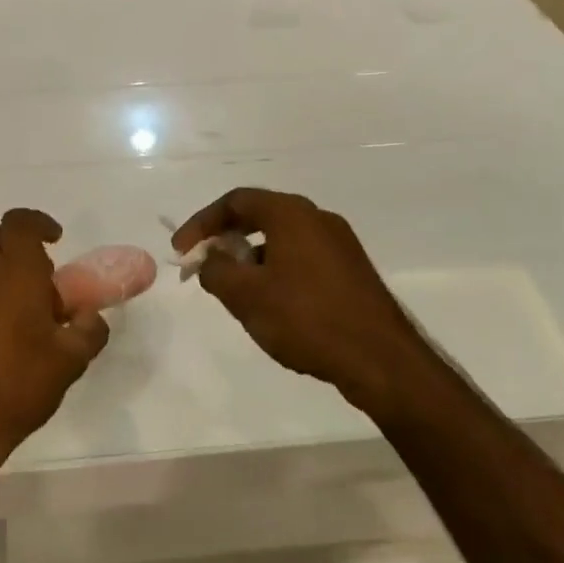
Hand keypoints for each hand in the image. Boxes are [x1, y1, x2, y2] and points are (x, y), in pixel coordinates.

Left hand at [0, 209, 108, 467]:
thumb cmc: (17, 384)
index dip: (38, 223)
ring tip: (20, 307)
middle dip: (15, 243)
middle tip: (39, 273)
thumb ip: (88, 331)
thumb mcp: (69, 361)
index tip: (55, 240)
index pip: (20, 222)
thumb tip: (92, 318)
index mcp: (15, 270)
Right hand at [172, 188, 423, 413]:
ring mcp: (339, 244)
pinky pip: (302, 258)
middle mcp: (317, 218)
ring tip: (236, 293)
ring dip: (251, 259)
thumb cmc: (307, 319)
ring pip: (281, 239)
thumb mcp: (246, 296)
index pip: (235, 201)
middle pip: (259, 216)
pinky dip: (277, 271)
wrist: (382, 361)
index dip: (201, 223)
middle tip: (204, 267)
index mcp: (291, 213)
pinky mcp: (351, 270)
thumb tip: (209, 259)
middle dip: (225, 240)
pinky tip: (272, 306)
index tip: (181, 251)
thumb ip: (216, 271)